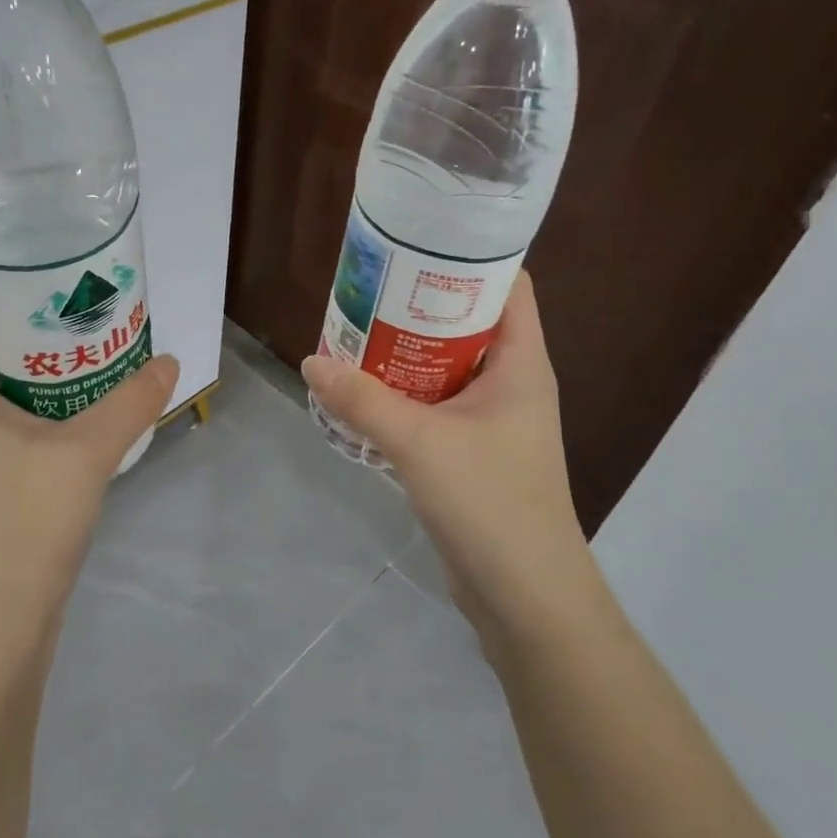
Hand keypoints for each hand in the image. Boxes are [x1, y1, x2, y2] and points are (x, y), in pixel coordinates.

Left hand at [0, 282, 179, 626]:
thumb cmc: (20, 524)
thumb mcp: (85, 454)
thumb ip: (131, 403)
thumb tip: (170, 362)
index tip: (40, 264)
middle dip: (28, 316)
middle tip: (83, 301)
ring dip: (41, 364)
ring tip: (93, 346)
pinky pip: (11, 422)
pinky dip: (44, 405)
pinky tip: (88, 410)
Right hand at [301, 272, 589, 633]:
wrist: (525, 596)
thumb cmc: (490, 503)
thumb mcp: (419, 443)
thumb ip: (362, 400)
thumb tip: (311, 361)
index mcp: (521, 362)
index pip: (509, 285)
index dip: (469, 257)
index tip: (416, 242)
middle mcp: (512, 382)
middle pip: (469, 321)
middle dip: (420, 303)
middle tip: (367, 286)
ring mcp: (493, 419)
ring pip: (448, 365)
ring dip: (406, 350)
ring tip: (356, 330)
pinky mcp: (473, 451)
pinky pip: (436, 404)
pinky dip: (404, 391)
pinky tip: (363, 391)